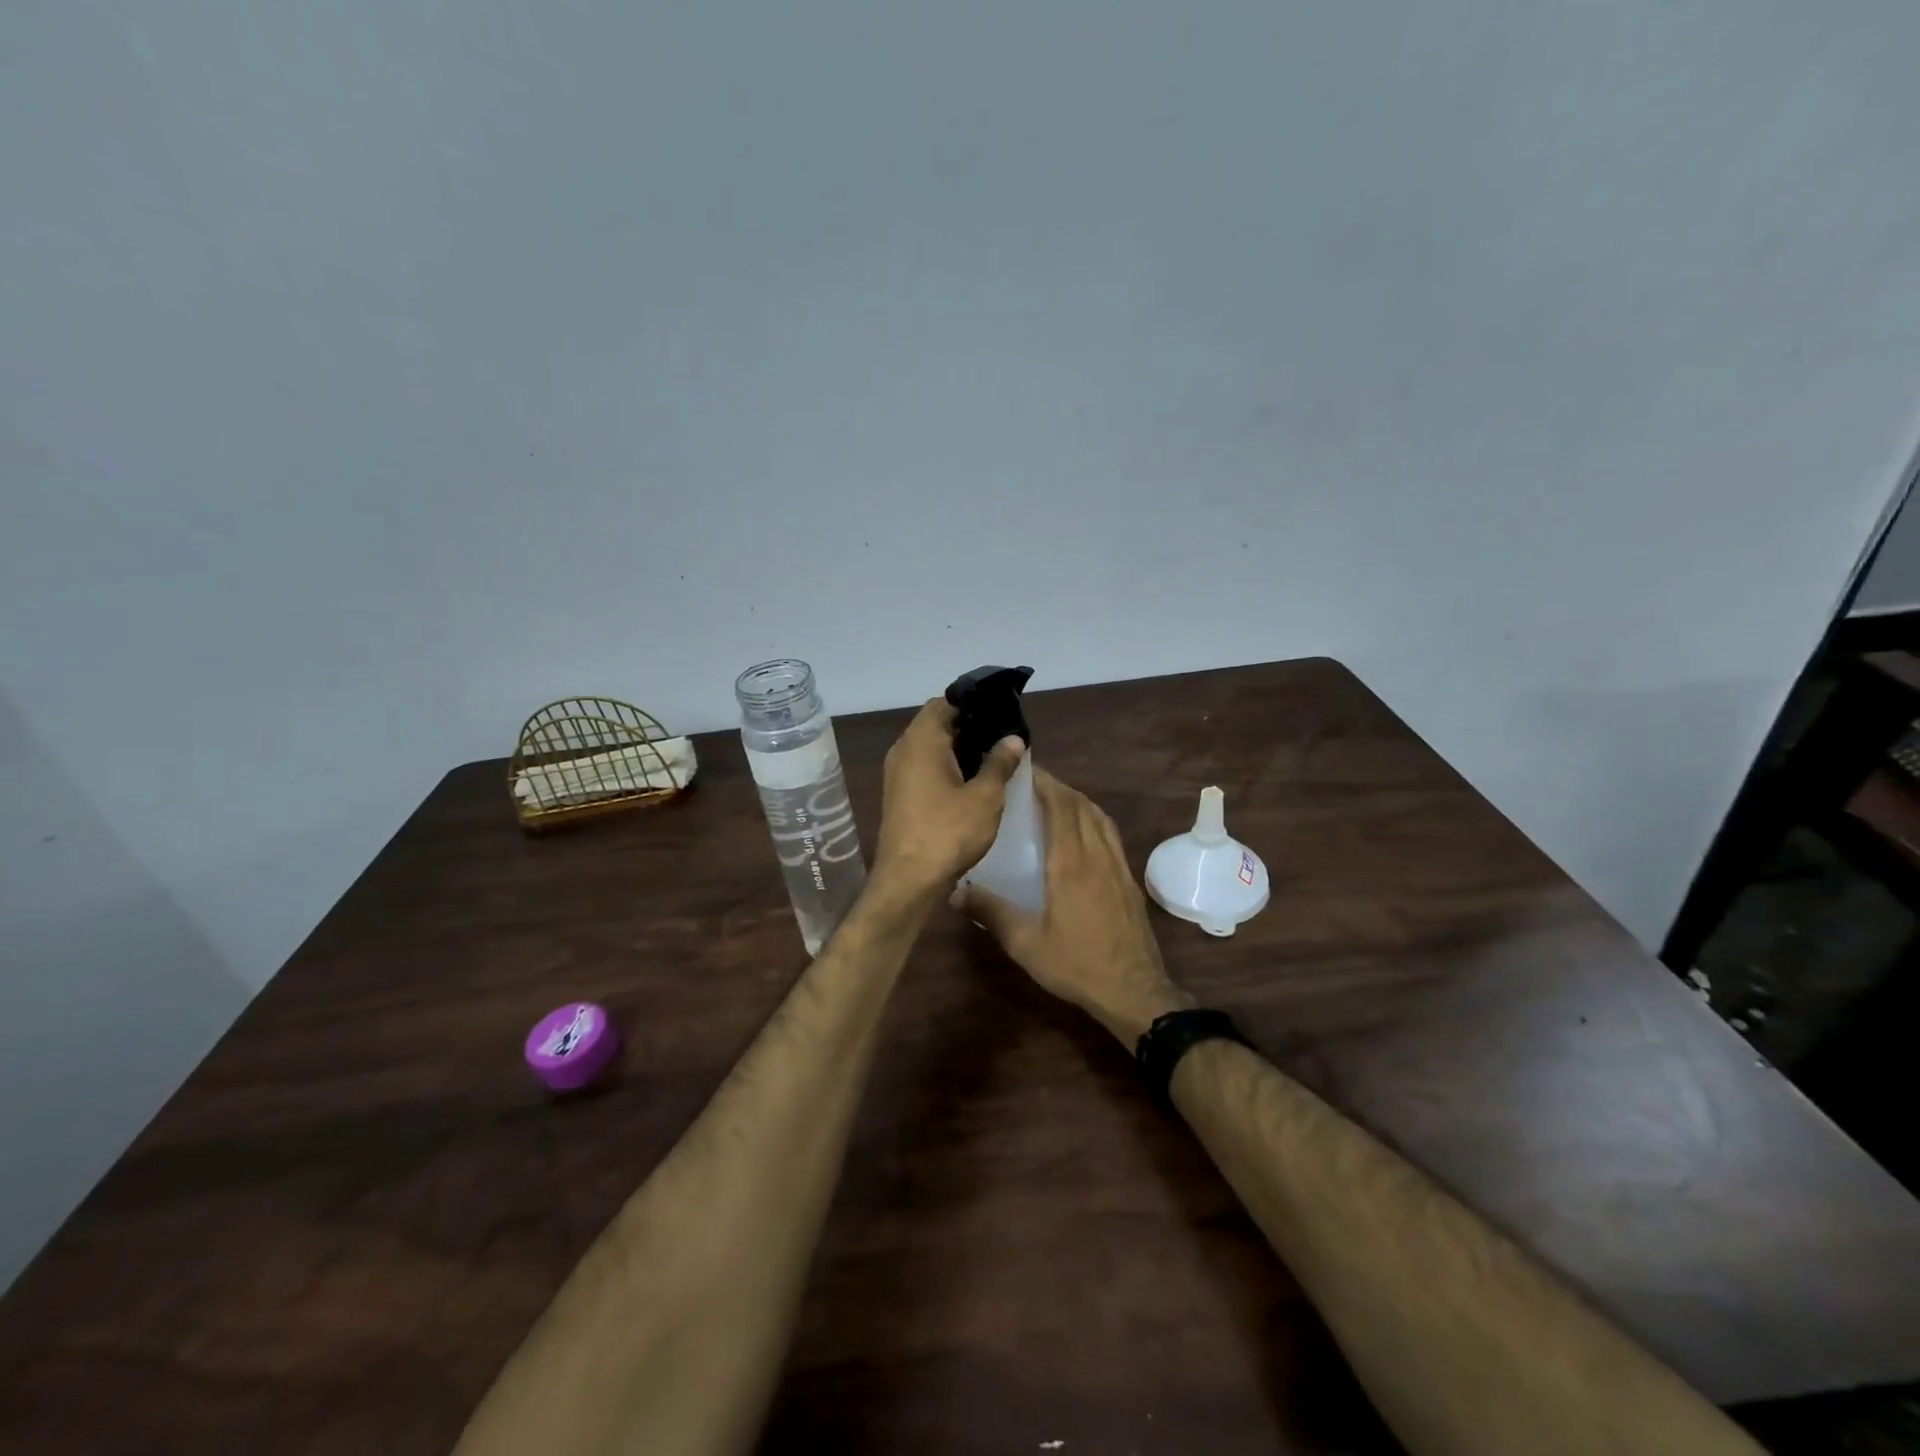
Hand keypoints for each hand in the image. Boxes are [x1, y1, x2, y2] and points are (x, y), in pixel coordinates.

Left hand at [873, 698, 1025, 901]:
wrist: (908, 880)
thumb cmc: (948, 832)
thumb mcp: (985, 796)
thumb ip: (1000, 763)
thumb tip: (1013, 738)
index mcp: (921, 740)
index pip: (945, 702)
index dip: (973, 701)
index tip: (1001, 706)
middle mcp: (904, 750)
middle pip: (936, 722)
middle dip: (969, 724)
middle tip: (1003, 731)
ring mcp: (897, 774)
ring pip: (930, 746)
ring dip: (958, 746)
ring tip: (993, 753)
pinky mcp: (899, 794)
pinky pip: (924, 766)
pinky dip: (946, 765)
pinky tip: (972, 779)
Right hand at [958, 768, 1193, 1045]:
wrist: (1133, 991)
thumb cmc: (1076, 964)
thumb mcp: (1025, 943)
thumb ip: (990, 913)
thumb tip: (954, 892)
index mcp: (1070, 863)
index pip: (1060, 808)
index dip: (1045, 784)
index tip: (1026, 772)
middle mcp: (1097, 856)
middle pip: (1081, 807)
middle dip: (1059, 788)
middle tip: (1034, 782)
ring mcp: (1118, 867)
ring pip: (1100, 818)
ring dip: (1078, 801)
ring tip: (1057, 798)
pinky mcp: (1128, 881)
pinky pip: (1111, 835)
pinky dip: (1094, 820)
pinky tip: (1084, 831)